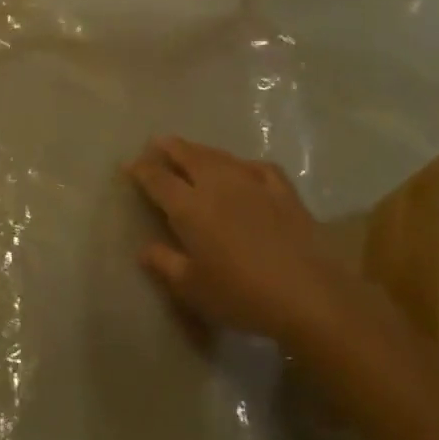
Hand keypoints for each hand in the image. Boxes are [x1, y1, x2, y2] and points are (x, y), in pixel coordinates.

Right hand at [126, 136, 352, 345]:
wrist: (309, 296)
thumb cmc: (242, 295)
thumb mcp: (193, 288)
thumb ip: (165, 264)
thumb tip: (144, 248)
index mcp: (190, 206)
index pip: (158, 178)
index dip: (141, 169)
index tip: (129, 166)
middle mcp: (217, 184)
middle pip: (188, 155)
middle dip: (169, 147)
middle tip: (156, 144)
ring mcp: (253, 183)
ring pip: (220, 156)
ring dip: (201, 151)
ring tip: (192, 151)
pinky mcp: (283, 191)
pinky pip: (257, 167)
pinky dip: (243, 164)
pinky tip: (243, 170)